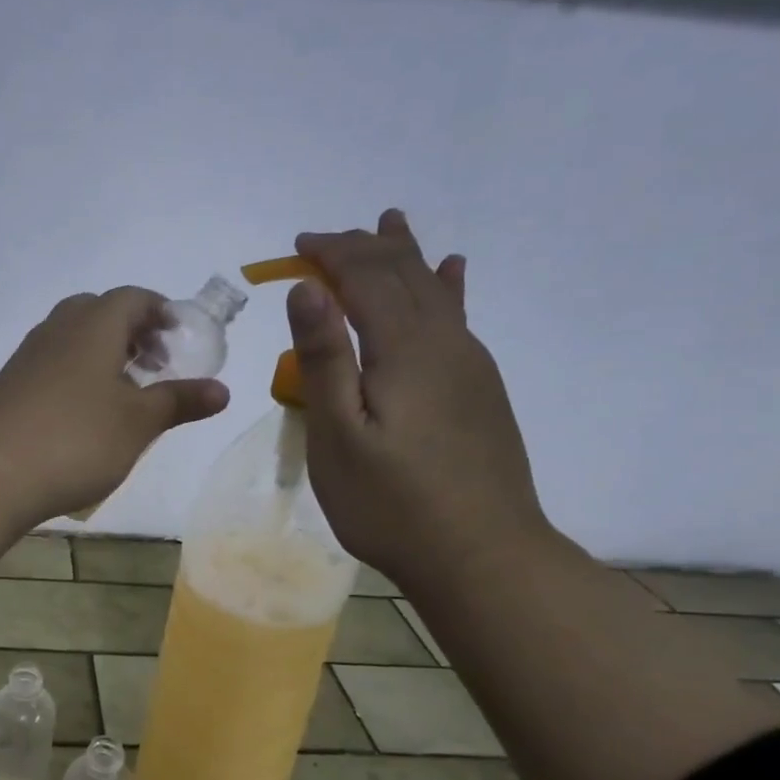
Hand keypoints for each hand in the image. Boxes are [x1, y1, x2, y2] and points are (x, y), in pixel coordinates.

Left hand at [0, 287, 229, 524]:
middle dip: (132, 332)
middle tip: (154, 364)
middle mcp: (57, 329)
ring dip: (103, 354)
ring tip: (124, 394)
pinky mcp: (8, 385)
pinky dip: (77, 374)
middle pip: (99, 312)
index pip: (133, 298)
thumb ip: (180, 401)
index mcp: (93, 324)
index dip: (161, 312)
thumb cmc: (76, 441)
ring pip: (73, 338)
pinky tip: (84, 415)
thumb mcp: (138, 423)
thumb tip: (222, 390)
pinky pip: (52, 364)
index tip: (180, 336)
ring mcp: (27, 356)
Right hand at [286, 210, 548, 586]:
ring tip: (393, 224)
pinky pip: (458, 319)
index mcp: (406, 350)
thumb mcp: (338, 435)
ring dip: (407, 256)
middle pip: (405, 276)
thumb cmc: (391, 502)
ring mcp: (470, 366)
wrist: (480, 555)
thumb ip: (324, 358)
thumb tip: (308, 288)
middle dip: (365, 248)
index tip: (298, 244)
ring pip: (436, 292)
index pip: (367, 278)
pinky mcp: (479, 391)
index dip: (333, 254)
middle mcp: (445, 343)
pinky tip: (454, 275)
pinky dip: (447, 287)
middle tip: (329, 237)